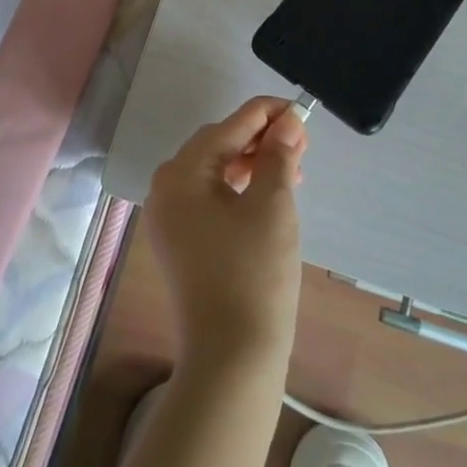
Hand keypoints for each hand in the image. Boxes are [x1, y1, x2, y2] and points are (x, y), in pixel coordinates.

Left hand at [145, 97, 306, 371]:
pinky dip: (238, 188)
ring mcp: (169, 217)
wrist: (232, 356)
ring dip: (252, 162)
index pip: (228, 126)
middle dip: (260, 138)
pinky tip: (267, 193)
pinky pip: (209, 197)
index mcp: (182, 172)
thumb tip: (288, 121)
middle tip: (301, 143)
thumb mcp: (273, 205)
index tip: (301, 110)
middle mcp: (165, 188)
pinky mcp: (179, 241)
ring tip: (292, 168)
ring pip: (214, 171)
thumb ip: (278, 154)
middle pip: (217, 145)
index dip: (267, 113)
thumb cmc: (255, 272)